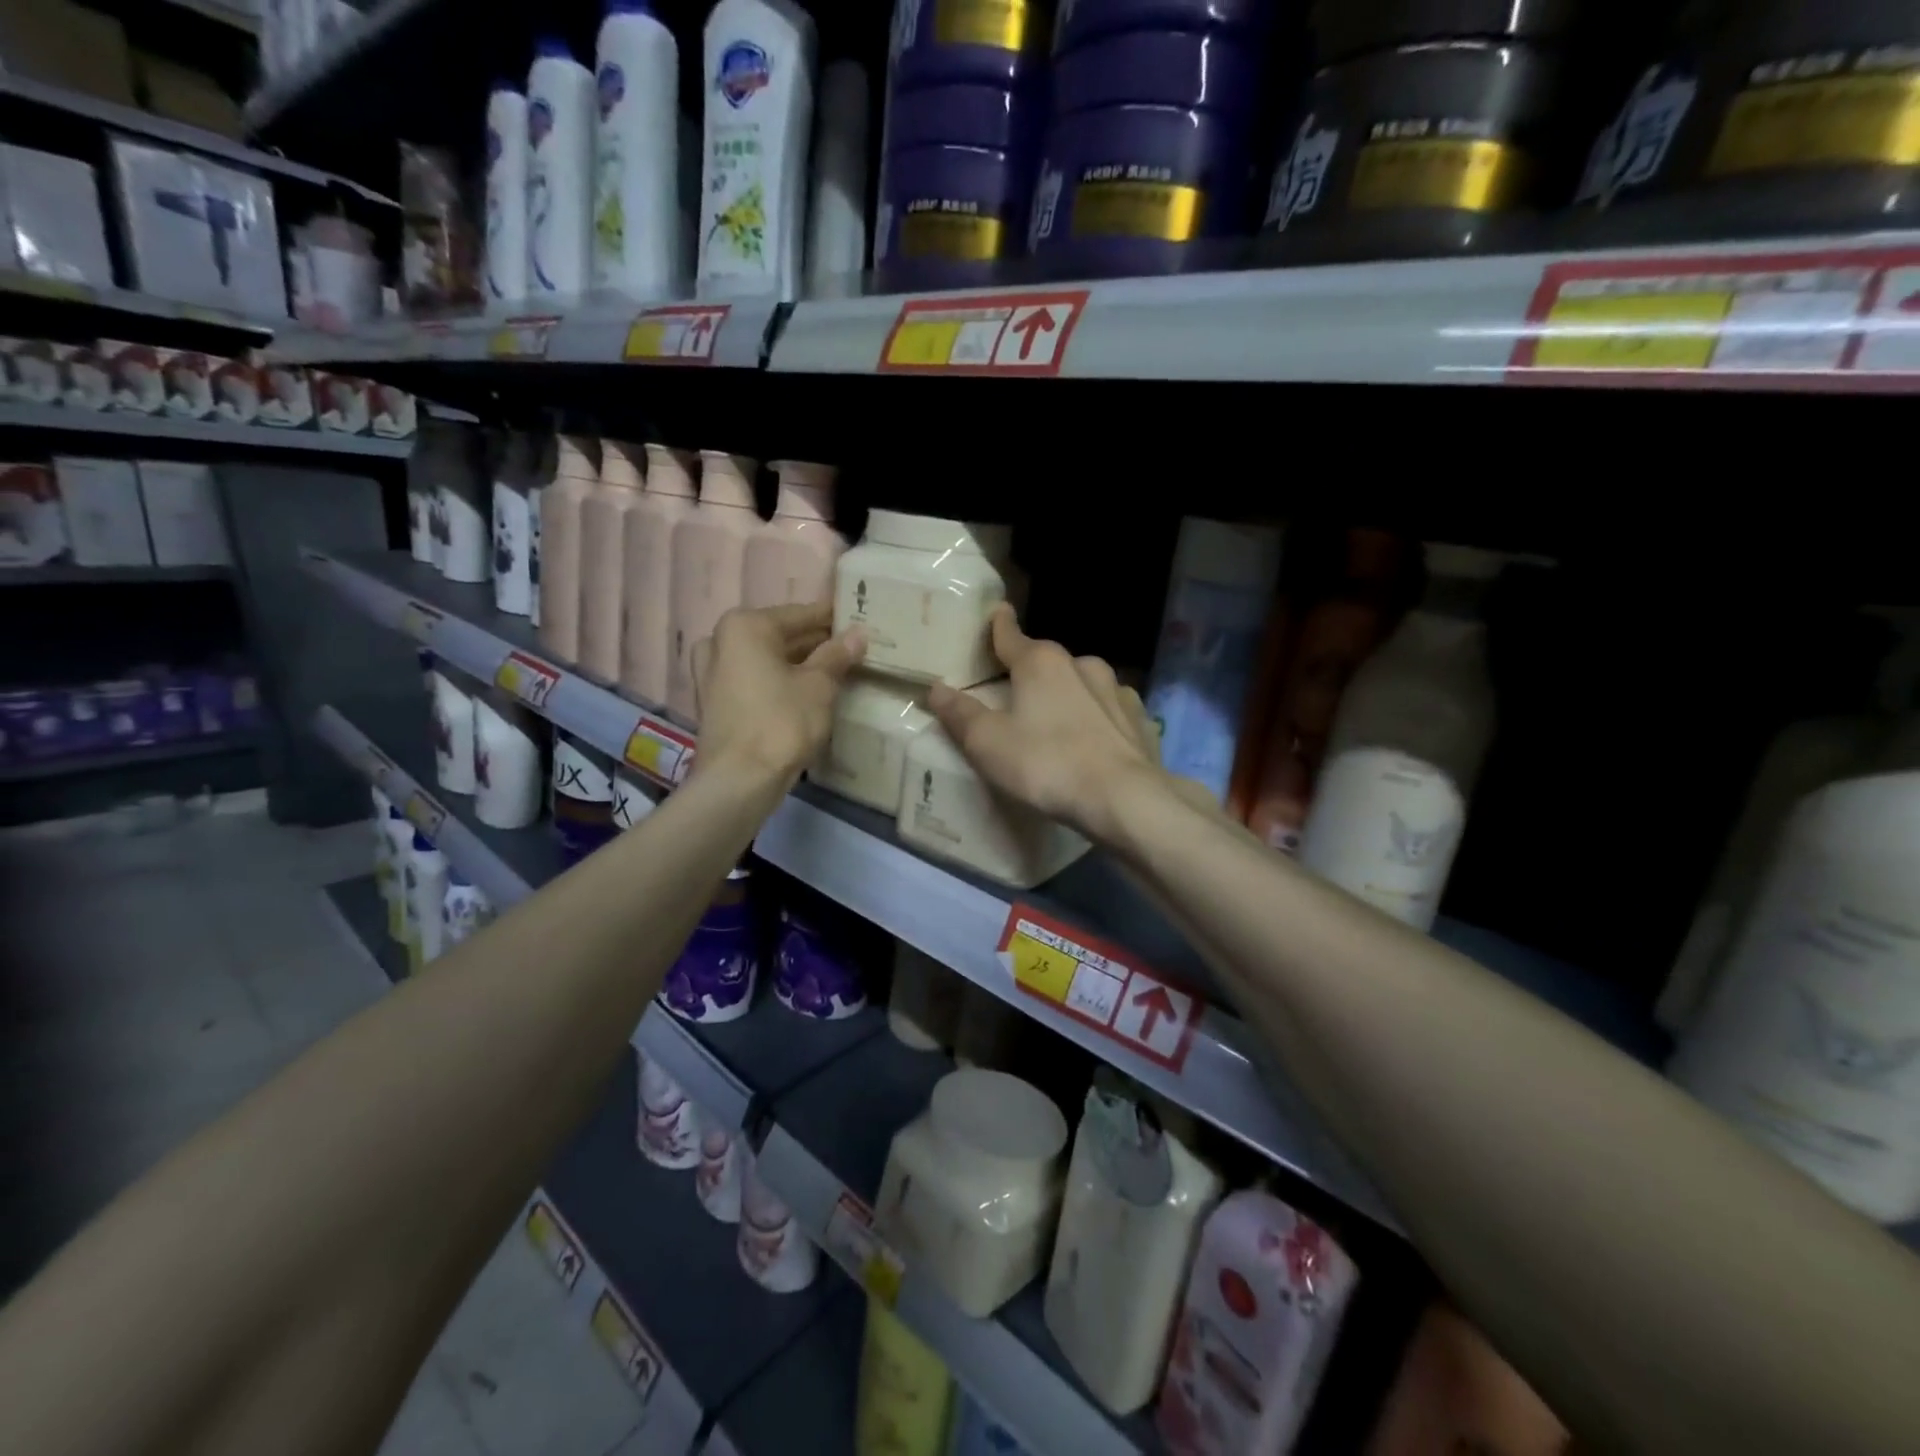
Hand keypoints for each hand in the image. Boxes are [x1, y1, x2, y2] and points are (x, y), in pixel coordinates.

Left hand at [692, 602, 865, 784]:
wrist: (739, 780)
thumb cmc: (781, 722)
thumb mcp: (819, 686)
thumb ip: (837, 655)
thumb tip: (858, 634)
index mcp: (744, 626)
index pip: (800, 614)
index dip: (832, 619)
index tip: (858, 619)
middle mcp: (720, 641)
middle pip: (779, 636)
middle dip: (815, 643)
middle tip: (851, 648)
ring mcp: (711, 673)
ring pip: (766, 659)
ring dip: (797, 664)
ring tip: (835, 671)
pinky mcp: (714, 702)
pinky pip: (754, 680)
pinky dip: (778, 682)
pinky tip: (806, 692)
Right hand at [927, 605, 1162, 844]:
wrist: (1124, 798)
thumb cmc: (1047, 765)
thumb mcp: (988, 744)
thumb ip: (961, 714)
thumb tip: (935, 689)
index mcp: (1040, 663)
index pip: (1011, 636)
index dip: (999, 625)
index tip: (999, 611)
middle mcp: (1081, 665)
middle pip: (1047, 661)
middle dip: (1032, 670)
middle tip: (1017, 690)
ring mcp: (1116, 690)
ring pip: (1083, 683)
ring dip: (1068, 693)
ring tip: (1057, 720)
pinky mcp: (1140, 719)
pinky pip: (1109, 710)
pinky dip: (1097, 717)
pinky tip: (1094, 739)